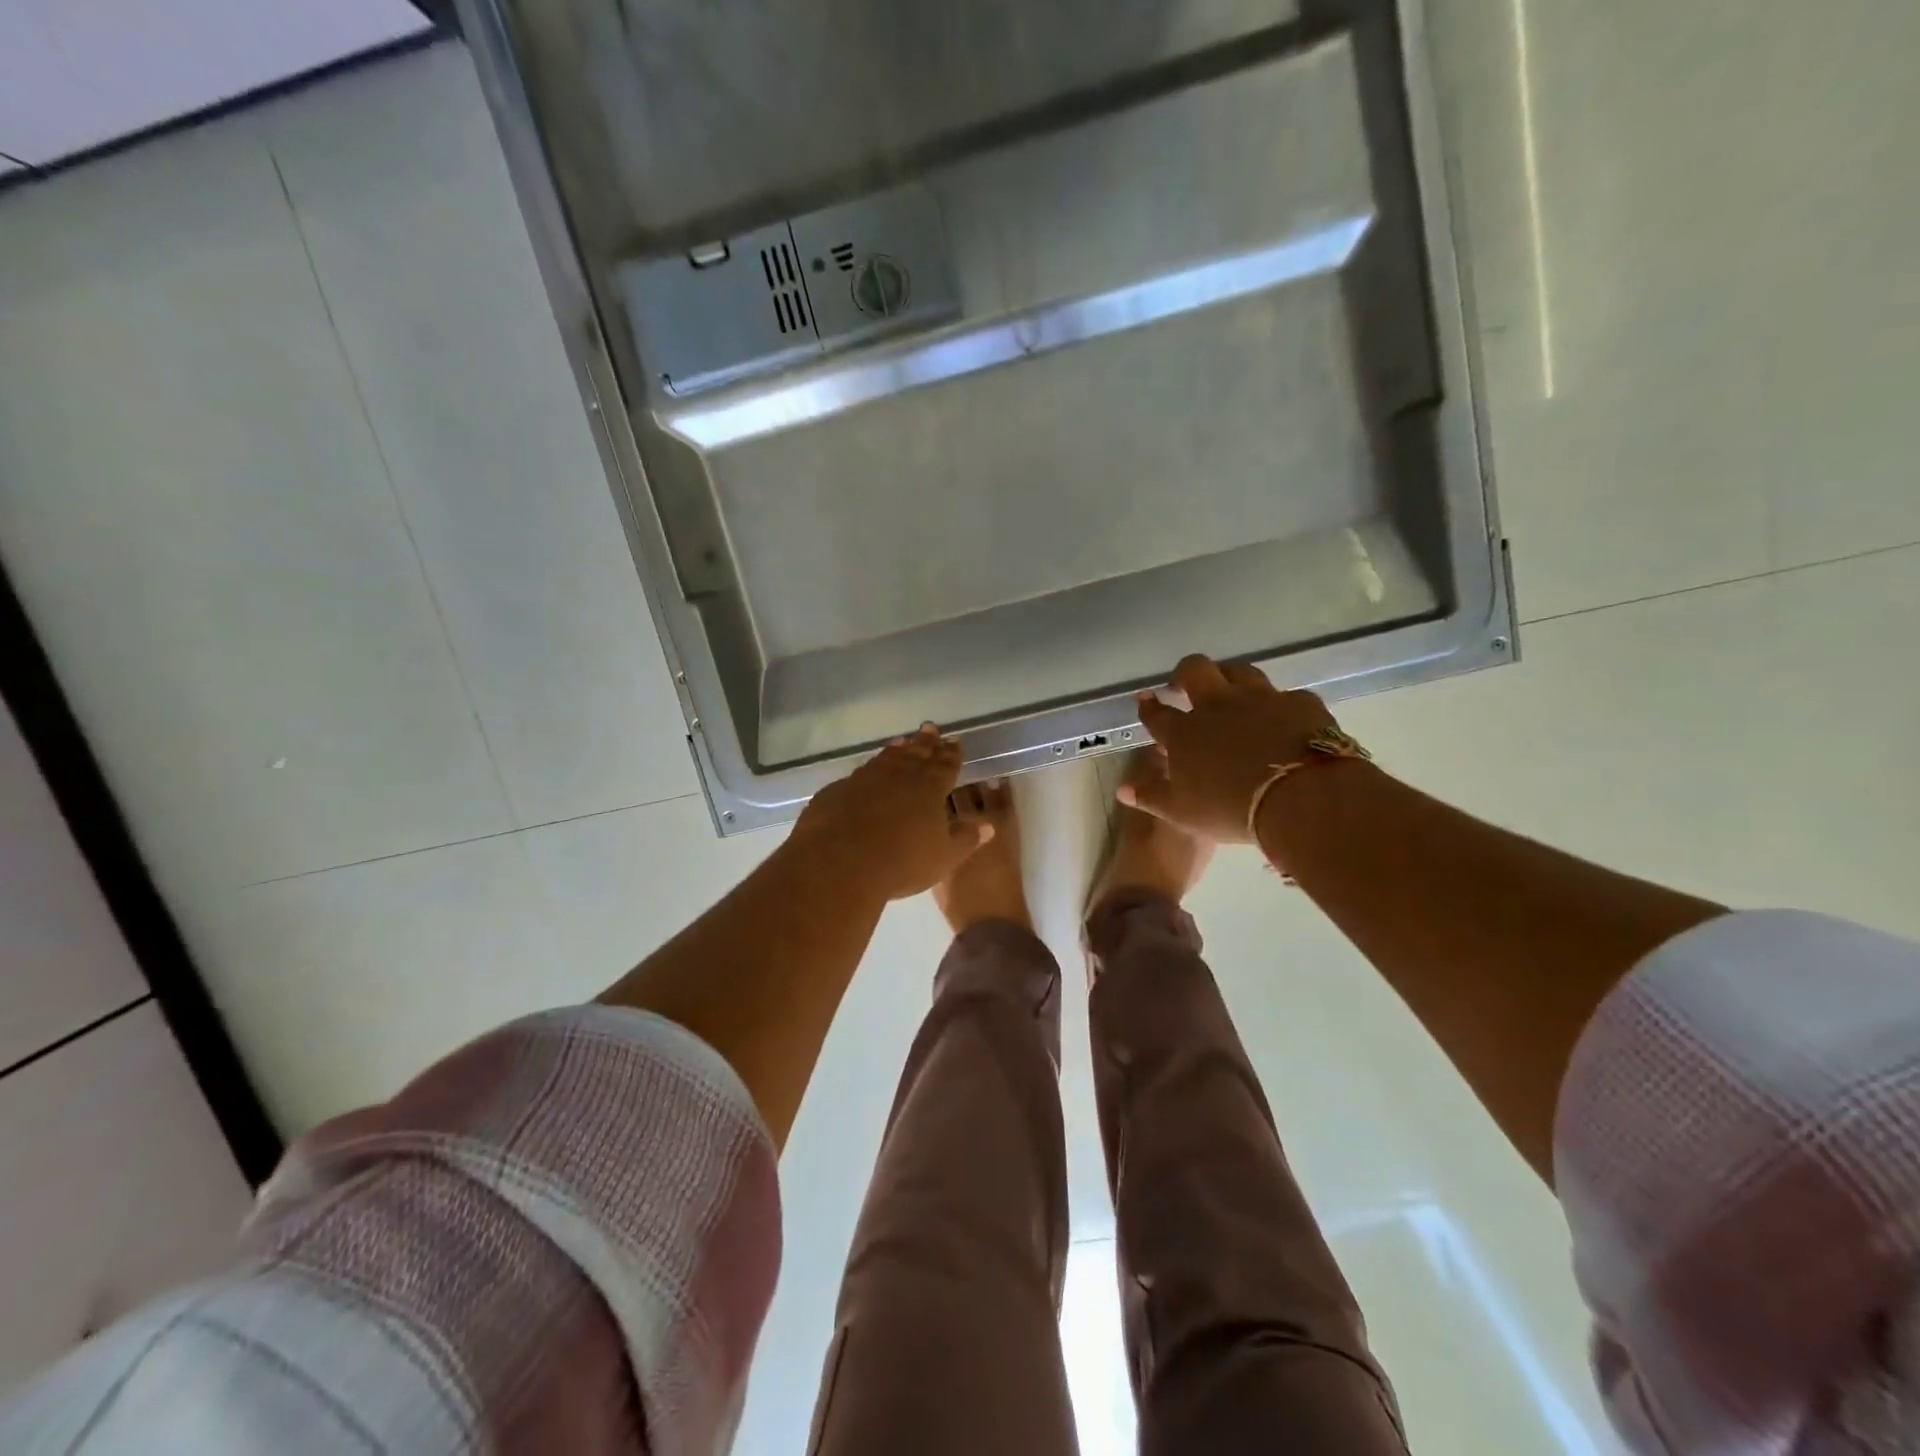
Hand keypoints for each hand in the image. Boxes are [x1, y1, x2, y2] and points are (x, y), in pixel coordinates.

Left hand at [792, 724, 994, 901]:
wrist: (840, 863)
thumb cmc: (902, 861)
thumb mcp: (943, 857)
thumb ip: (966, 838)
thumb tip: (988, 825)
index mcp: (930, 788)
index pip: (946, 765)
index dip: (951, 753)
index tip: (955, 741)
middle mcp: (899, 776)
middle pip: (916, 754)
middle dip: (926, 742)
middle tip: (930, 727)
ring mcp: (865, 779)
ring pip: (886, 758)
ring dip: (897, 750)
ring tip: (903, 741)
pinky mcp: (838, 791)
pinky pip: (858, 775)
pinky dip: (868, 770)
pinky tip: (866, 773)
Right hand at [1119, 655, 1343, 842]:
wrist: (1301, 797)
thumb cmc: (1231, 809)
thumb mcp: (1182, 812)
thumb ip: (1151, 796)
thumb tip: (1122, 789)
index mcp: (1185, 732)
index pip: (1157, 713)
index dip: (1148, 706)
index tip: (1145, 700)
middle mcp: (1218, 706)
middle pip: (1195, 670)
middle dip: (1184, 673)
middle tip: (1183, 685)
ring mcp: (1261, 699)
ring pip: (1240, 671)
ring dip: (1230, 676)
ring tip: (1230, 690)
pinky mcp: (1299, 703)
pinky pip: (1286, 695)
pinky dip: (1279, 704)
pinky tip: (1283, 716)